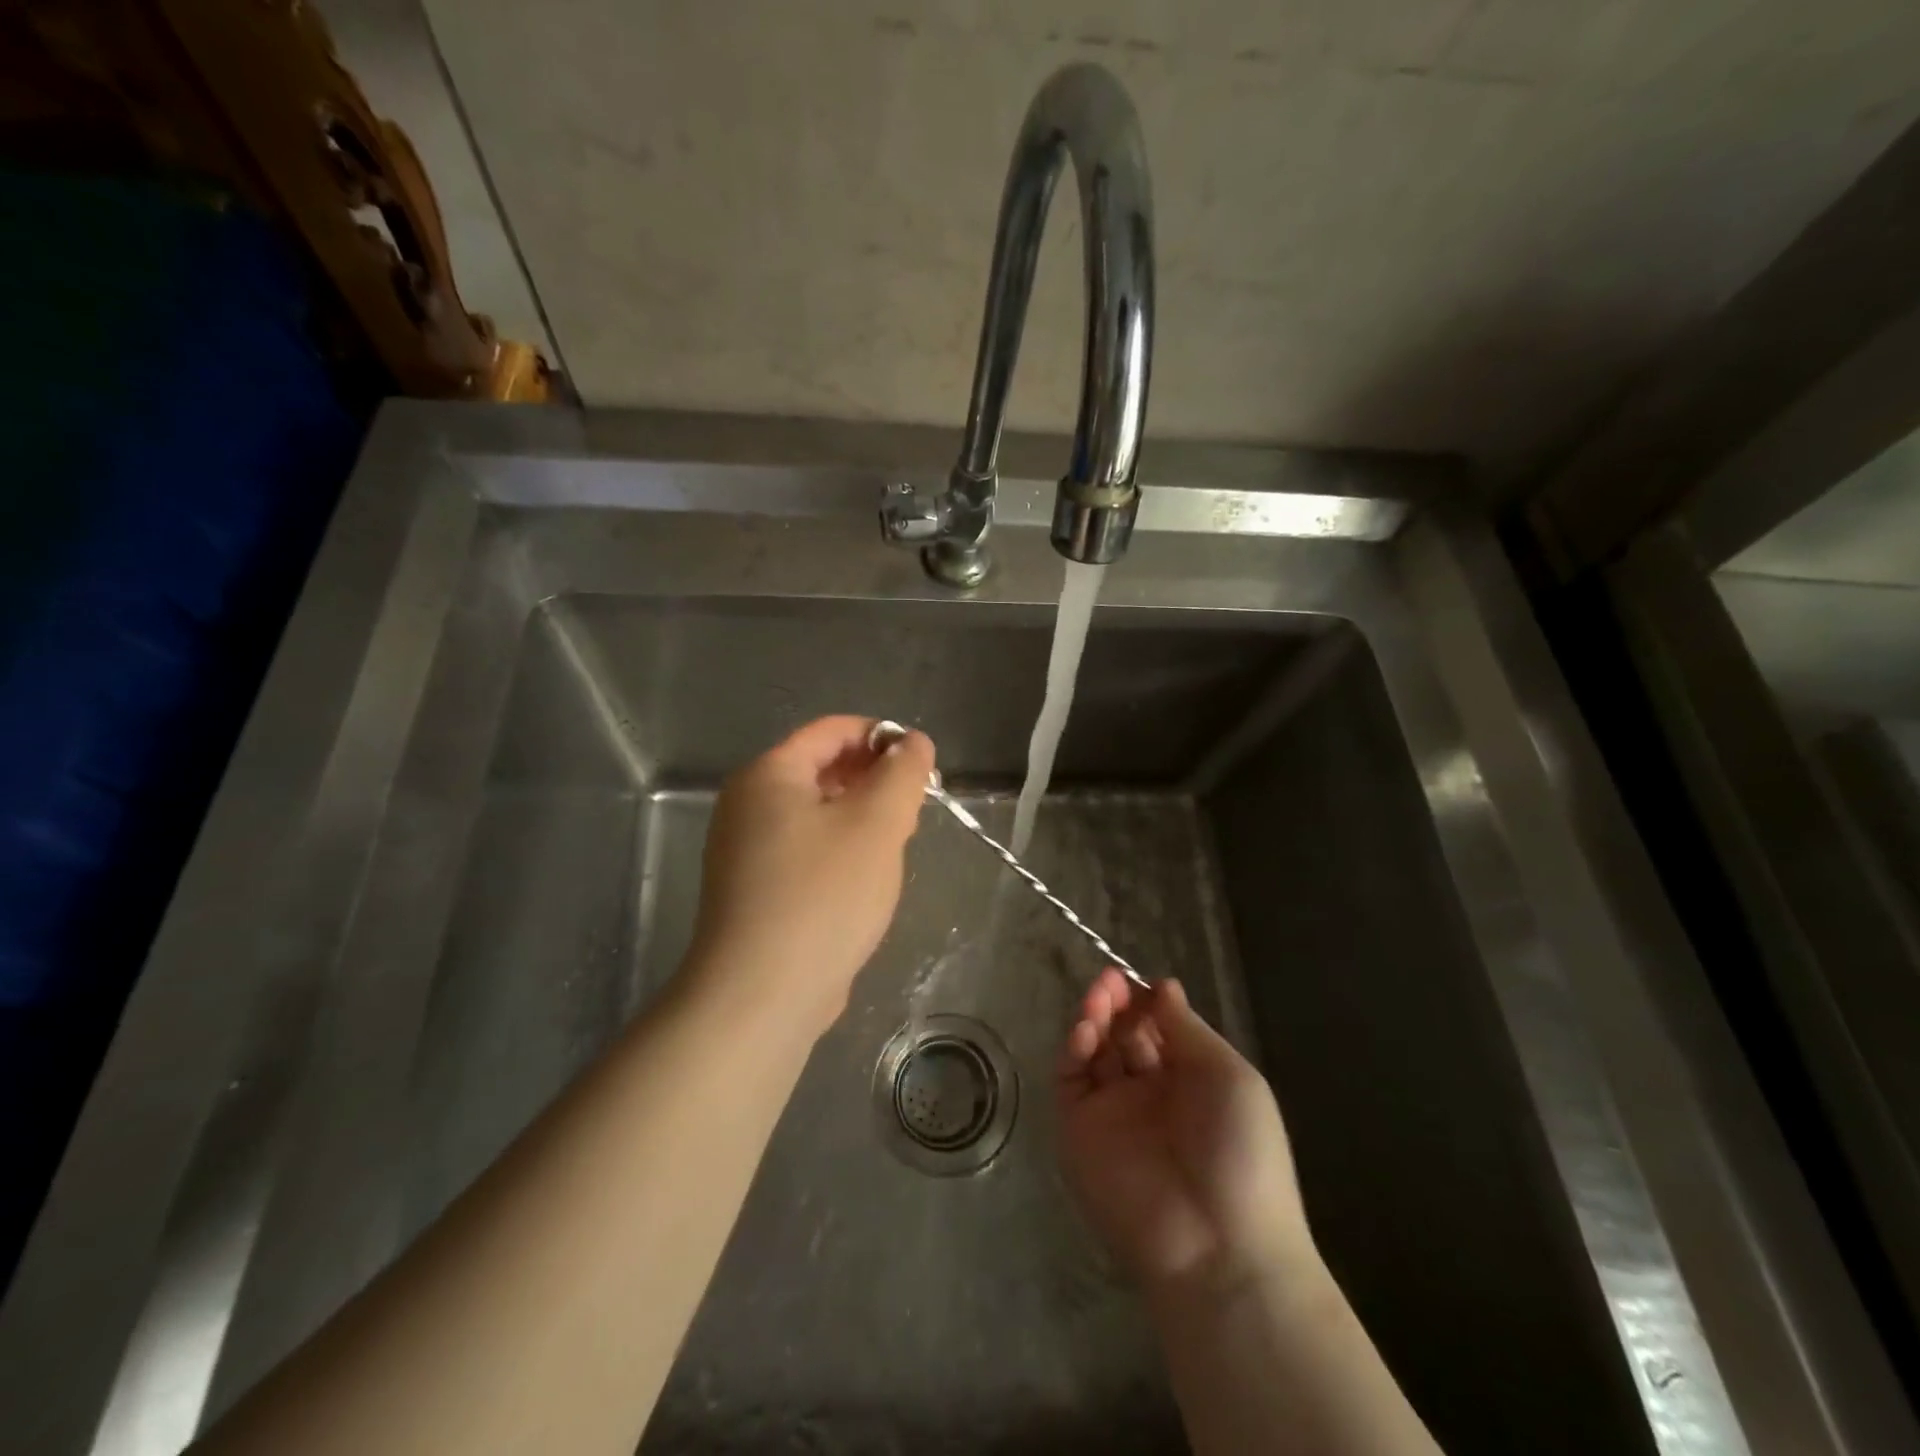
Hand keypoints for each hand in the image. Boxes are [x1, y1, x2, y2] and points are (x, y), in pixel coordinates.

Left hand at [687, 715, 934, 1033]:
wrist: (761, 995)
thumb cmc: (823, 895)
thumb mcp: (878, 824)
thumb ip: (902, 773)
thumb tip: (913, 742)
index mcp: (769, 774)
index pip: (833, 730)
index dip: (883, 737)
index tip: (923, 767)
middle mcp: (747, 804)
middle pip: (822, 769)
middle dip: (874, 782)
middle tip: (913, 812)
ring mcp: (744, 850)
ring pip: (816, 814)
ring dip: (860, 819)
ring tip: (894, 848)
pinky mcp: (752, 890)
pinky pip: (804, 850)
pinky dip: (838, 852)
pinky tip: (862, 883)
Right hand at [1057, 970, 1317, 1297]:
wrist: (1217, 1246)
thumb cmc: (1239, 1152)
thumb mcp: (1228, 1077)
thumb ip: (1187, 1029)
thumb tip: (1163, 986)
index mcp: (1191, 1081)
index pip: (1158, 1029)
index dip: (1145, 1002)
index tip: (1137, 980)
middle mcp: (1149, 1093)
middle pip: (1123, 1035)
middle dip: (1116, 1004)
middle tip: (1109, 982)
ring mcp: (1112, 1113)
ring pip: (1094, 1052)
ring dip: (1094, 1018)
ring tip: (1098, 998)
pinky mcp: (1079, 1132)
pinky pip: (1071, 1081)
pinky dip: (1074, 1049)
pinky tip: (1085, 1029)